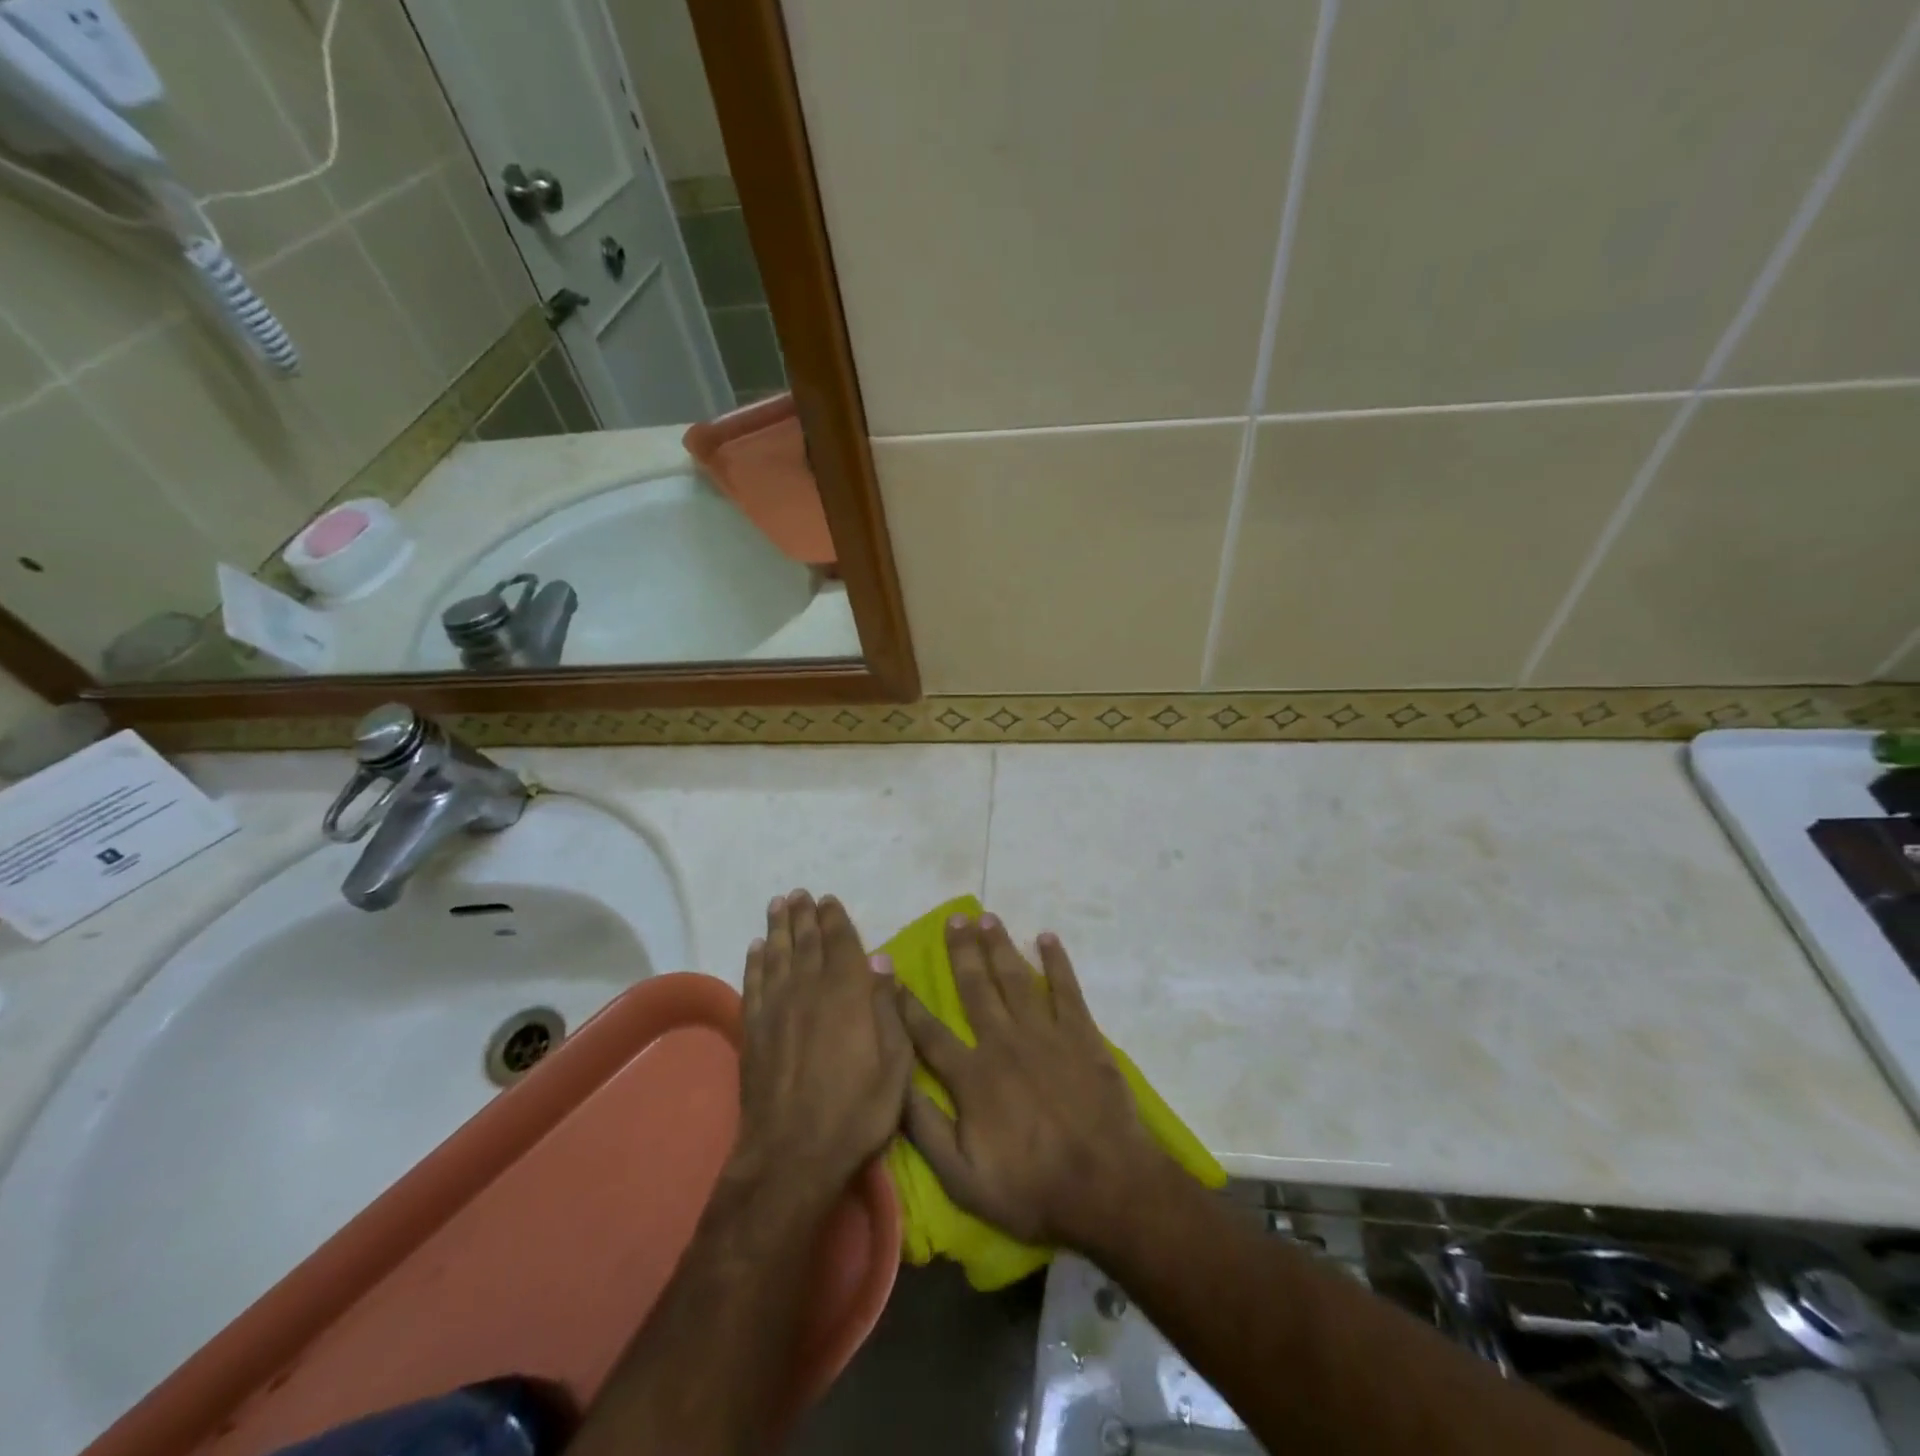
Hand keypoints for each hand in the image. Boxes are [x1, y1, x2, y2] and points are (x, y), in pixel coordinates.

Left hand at [733, 891, 913, 1197]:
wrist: (792, 1156)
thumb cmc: (856, 1113)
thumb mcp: (895, 1066)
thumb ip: (889, 1009)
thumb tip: (883, 961)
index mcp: (847, 995)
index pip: (841, 944)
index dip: (835, 919)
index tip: (828, 899)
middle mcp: (809, 991)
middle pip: (806, 943)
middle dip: (804, 915)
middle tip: (799, 893)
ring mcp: (776, 1010)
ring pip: (777, 956)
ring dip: (778, 928)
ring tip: (778, 905)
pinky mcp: (753, 1031)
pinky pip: (753, 984)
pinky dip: (755, 963)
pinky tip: (756, 948)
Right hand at [896, 913, 1166, 1248]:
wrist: (1107, 1189)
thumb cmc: (1031, 1189)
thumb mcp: (962, 1177)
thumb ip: (925, 1128)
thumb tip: (893, 1083)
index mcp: (972, 1075)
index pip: (928, 1032)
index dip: (906, 1002)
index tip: (891, 971)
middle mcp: (1004, 1042)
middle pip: (975, 987)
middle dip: (960, 951)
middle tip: (952, 919)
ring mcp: (1045, 1033)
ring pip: (1015, 978)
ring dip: (999, 946)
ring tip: (986, 917)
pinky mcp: (1082, 1034)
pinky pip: (1066, 988)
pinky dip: (1056, 961)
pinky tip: (1047, 938)